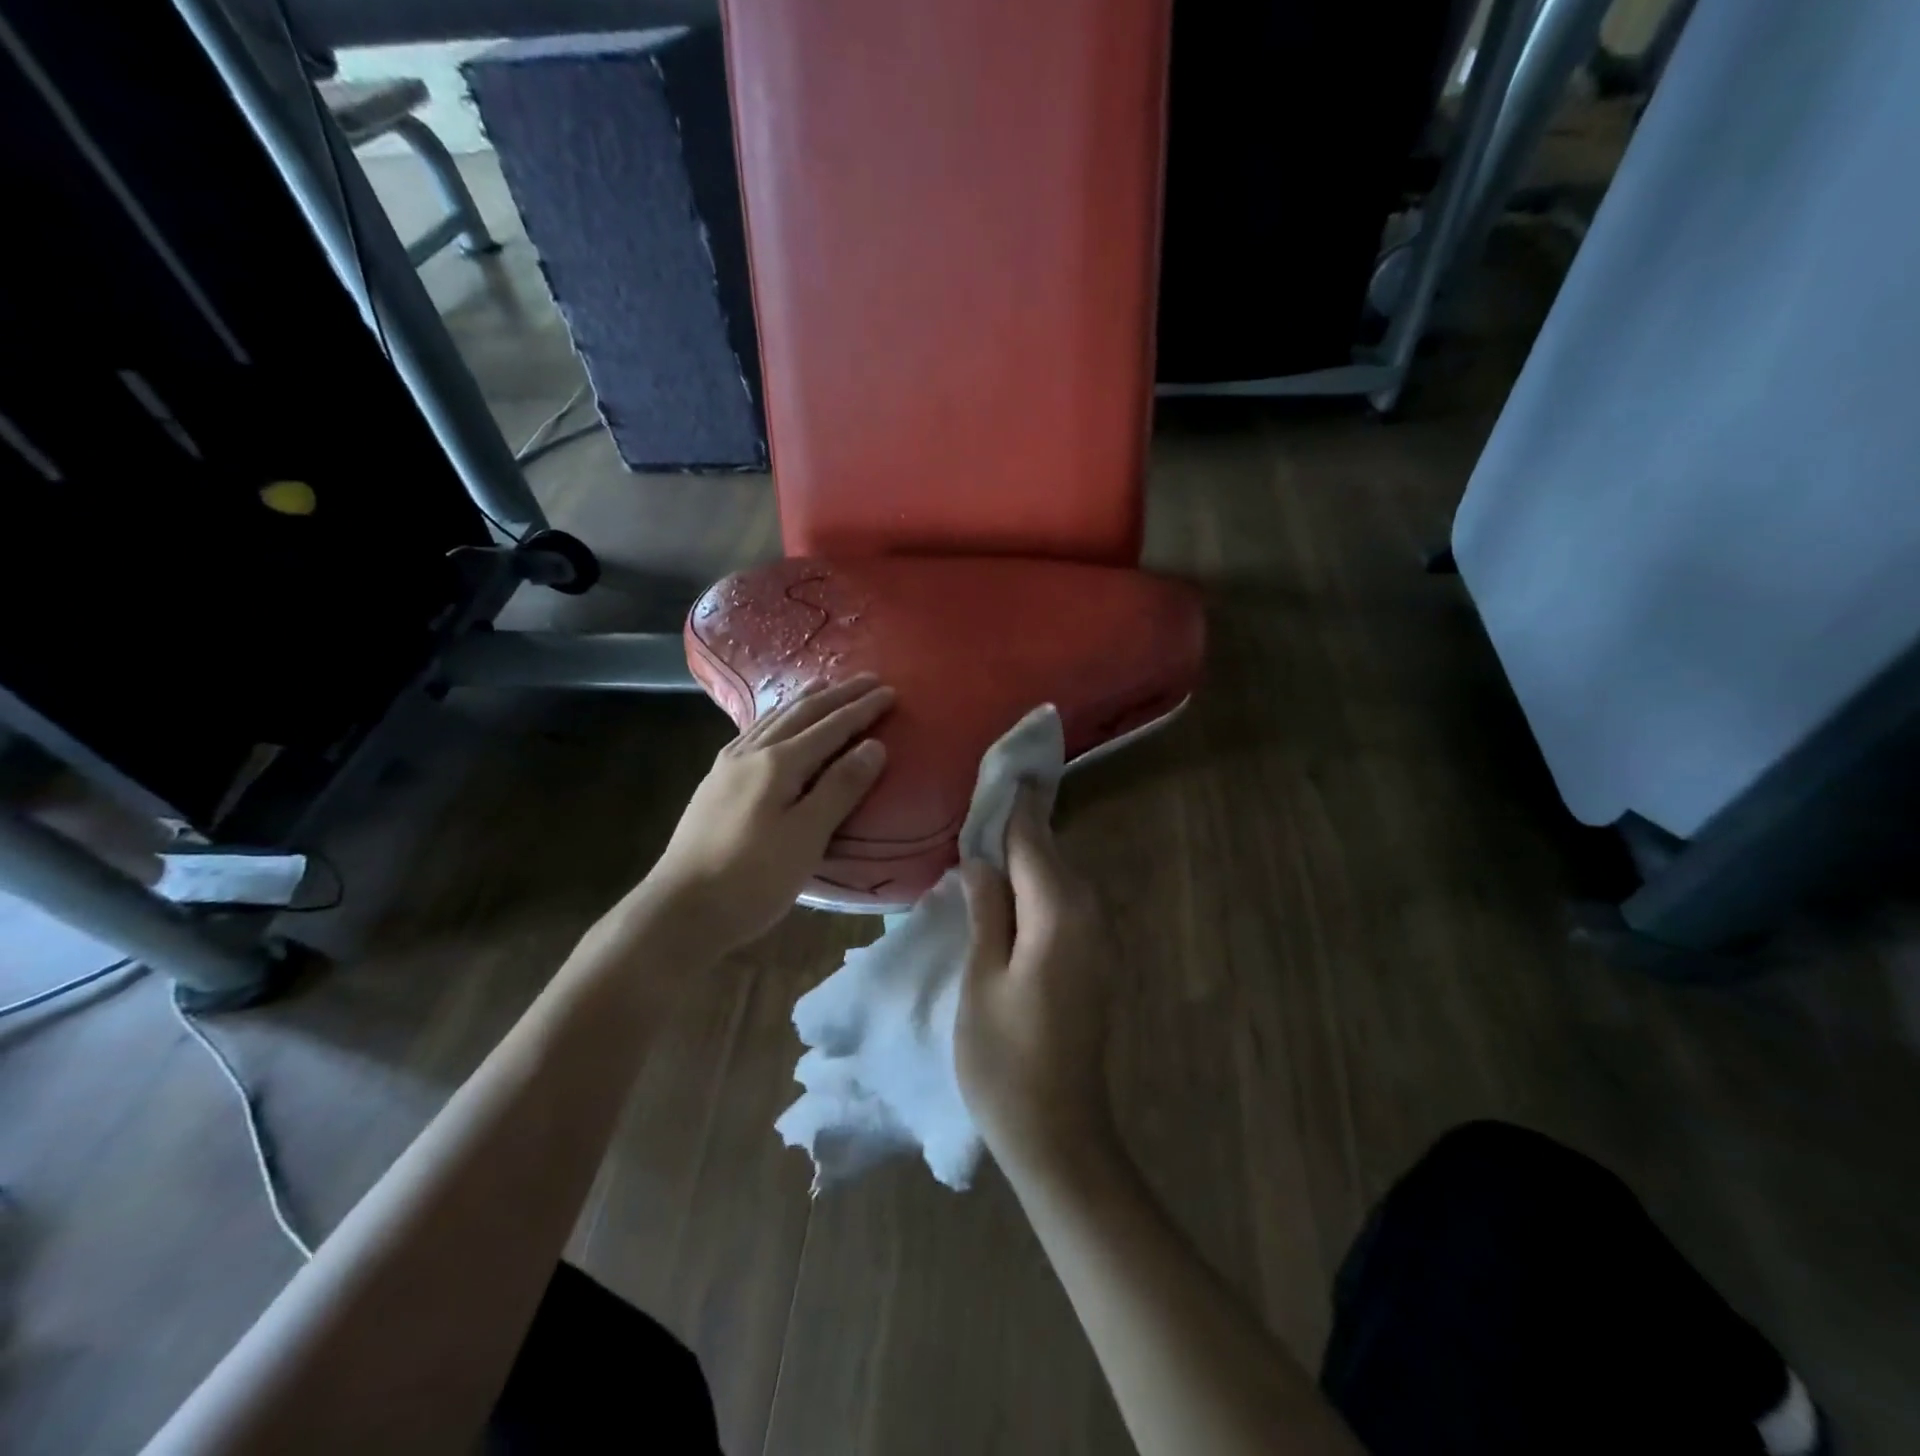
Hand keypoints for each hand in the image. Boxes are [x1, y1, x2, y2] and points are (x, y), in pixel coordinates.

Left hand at [642, 674, 893, 952]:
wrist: (680, 909)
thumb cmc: (752, 878)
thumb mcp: (806, 837)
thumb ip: (841, 788)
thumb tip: (874, 744)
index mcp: (778, 764)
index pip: (830, 727)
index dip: (862, 709)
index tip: (890, 692)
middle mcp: (751, 753)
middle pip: (801, 714)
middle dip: (837, 695)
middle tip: (867, 679)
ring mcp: (727, 766)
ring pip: (773, 720)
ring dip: (804, 701)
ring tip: (823, 685)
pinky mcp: (715, 783)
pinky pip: (754, 734)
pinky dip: (776, 718)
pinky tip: (774, 724)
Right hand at [956, 786, 1116, 1177]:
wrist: (1058, 1132)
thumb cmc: (1005, 1059)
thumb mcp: (981, 979)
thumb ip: (986, 911)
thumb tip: (982, 860)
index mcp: (1058, 912)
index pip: (1034, 839)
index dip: (1017, 803)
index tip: (1008, 762)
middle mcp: (1088, 914)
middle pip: (1050, 853)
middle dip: (1020, 825)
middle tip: (982, 798)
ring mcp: (1097, 938)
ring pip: (1058, 877)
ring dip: (1027, 856)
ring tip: (986, 835)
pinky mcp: (1094, 959)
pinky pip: (1063, 903)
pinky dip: (1037, 886)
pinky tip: (1007, 889)